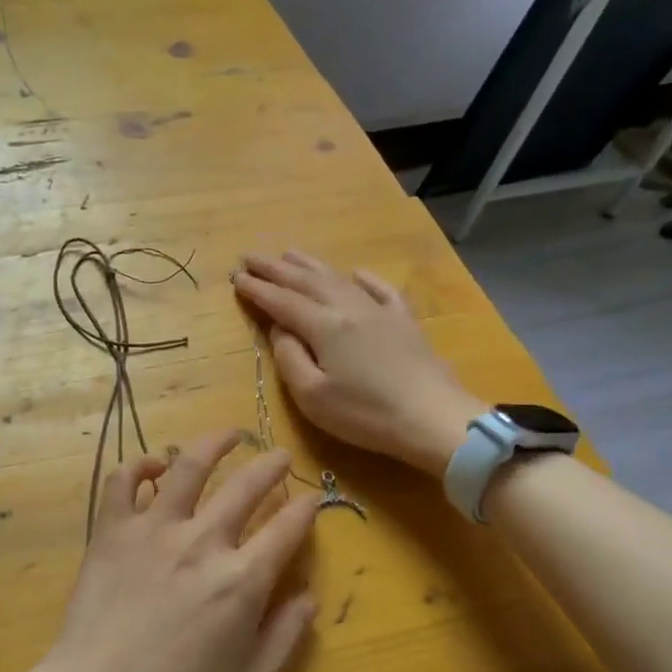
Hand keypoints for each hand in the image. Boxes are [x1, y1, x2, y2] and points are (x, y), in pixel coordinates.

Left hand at [27, 430, 317, 671]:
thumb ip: (285, 637)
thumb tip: (309, 595)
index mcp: (241, 580)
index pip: (285, 528)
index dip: (306, 508)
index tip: (312, 497)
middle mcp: (202, 541)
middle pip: (245, 486)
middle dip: (270, 466)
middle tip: (280, 456)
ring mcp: (153, 528)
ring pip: (188, 467)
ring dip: (213, 444)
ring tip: (229, 434)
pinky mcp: (113, 529)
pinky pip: (123, 481)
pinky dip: (139, 465)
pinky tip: (154, 465)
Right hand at [231, 251, 479, 471]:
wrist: (435, 419)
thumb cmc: (367, 414)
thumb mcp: (313, 397)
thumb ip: (290, 358)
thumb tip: (279, 329)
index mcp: (324, 326)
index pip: (282, 301)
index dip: (257, 289)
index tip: (235, 277)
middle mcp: (349, 308)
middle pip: (306, 282)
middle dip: (275, 268)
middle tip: (251, 256)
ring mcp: (380, 311)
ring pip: (338, 279)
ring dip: (310, 265)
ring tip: (288, 253)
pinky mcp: (405, 322)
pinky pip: (381, 290)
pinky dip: (364, 278)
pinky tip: (356, 273)